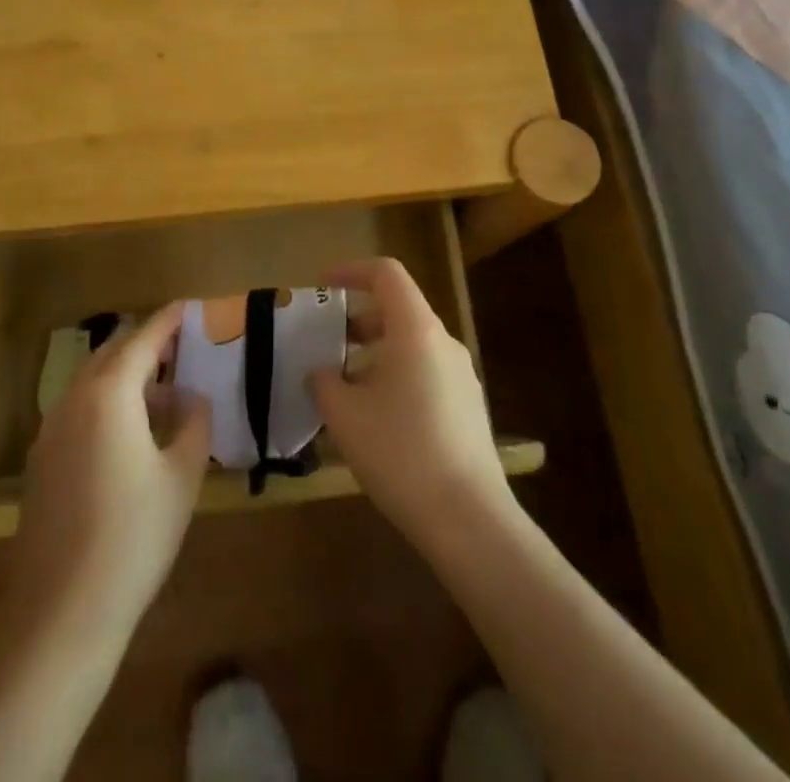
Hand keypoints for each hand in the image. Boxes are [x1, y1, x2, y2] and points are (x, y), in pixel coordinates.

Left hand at [11, 304, 211, 636]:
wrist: (62, 613)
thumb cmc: (134, 535)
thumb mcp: (182, 475)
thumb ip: (193, 422)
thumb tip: (192, 398)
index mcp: (109, 393)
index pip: (143, 340)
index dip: (167, 321)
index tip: (187, 306)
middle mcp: (73, 400)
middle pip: (111, 354)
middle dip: (145, 344)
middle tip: (179, 347)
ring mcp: (50, 431)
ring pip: (91, 382)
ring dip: (125, 375)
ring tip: (161, 391)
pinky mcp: (41, 462)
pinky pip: (78, 410)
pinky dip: (106, 402)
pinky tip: (129, 432)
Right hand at [309, 258, 515, 544]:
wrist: (468, 518)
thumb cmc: (400, 452)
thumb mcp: (345, 415)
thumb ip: (324, 382)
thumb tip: (321, 372)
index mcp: (416, 330)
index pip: (387, 274)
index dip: (351, 271)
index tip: (323, 286)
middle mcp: (443, 342)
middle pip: (398, 309)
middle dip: (357, 320)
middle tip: (325, 342)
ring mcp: (461, 375)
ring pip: (411, 344)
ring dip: (374, 352)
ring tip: (343, 385)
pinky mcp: (468, 406)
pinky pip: (425, 372)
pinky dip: (395, 375)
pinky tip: (374, 417)